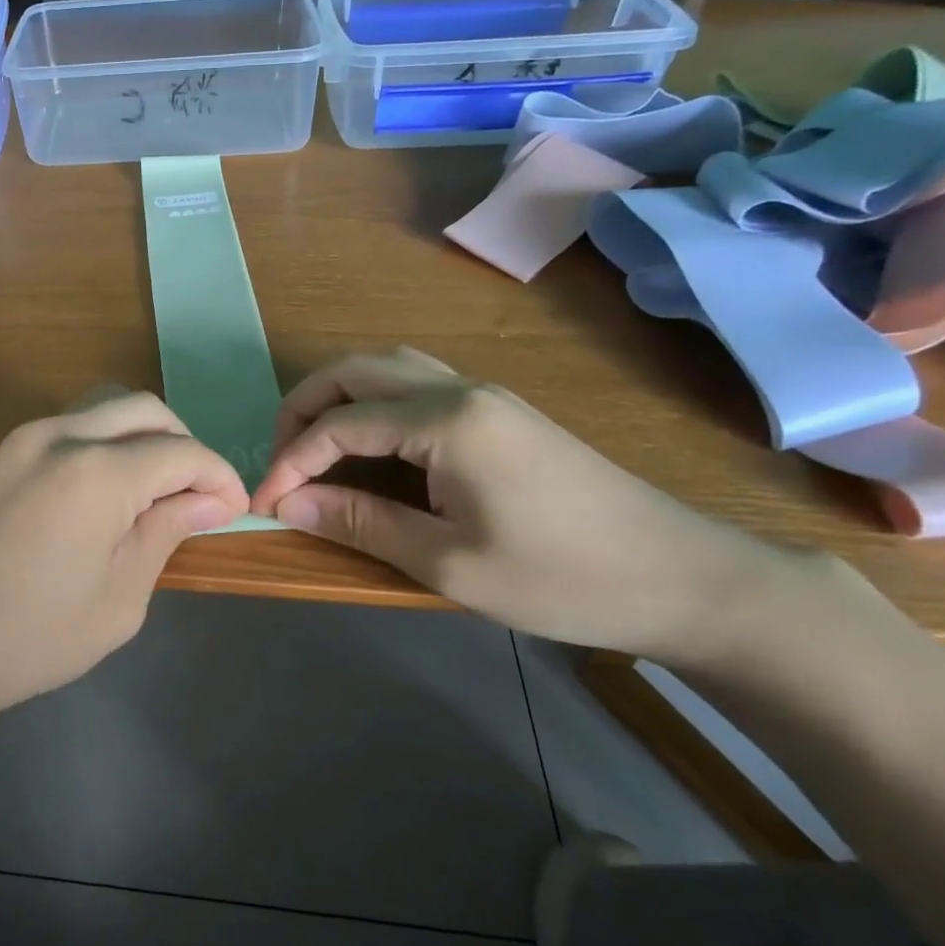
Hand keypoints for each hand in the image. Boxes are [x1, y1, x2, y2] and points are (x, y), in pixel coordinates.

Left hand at [0, 392, 247, 730]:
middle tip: (196, 497)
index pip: (182, 451)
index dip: (218, 477)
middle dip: (184, 444)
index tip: (233, 511)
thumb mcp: (117, 600)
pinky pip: (70, 429)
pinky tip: (105, 497)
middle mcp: (60, 435)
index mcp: (96, 471)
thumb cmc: (24, 639)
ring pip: (104, 410)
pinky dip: (105, 446)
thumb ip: (165, 534)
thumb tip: (209, 500)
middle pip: (144, 409)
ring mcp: (21, 440)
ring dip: (142, 438)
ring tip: (154, 495)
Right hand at [250, 348, 816, 660]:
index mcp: (447, 421)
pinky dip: (376, 403)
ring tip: (317, 448)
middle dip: (304, 408)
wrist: (680, 577)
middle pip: (356, 370)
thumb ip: (361, 524)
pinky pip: (418, 384)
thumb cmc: (561, 578)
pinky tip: (373, 447)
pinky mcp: (500, 411)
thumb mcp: (448, 562)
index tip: (263, 503)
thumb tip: (286, 503)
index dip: (291, 461)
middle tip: (282, 460)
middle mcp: (460, 389)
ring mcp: (484, 394)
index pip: (340, 424)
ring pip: (389, 367)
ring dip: (340, 397)